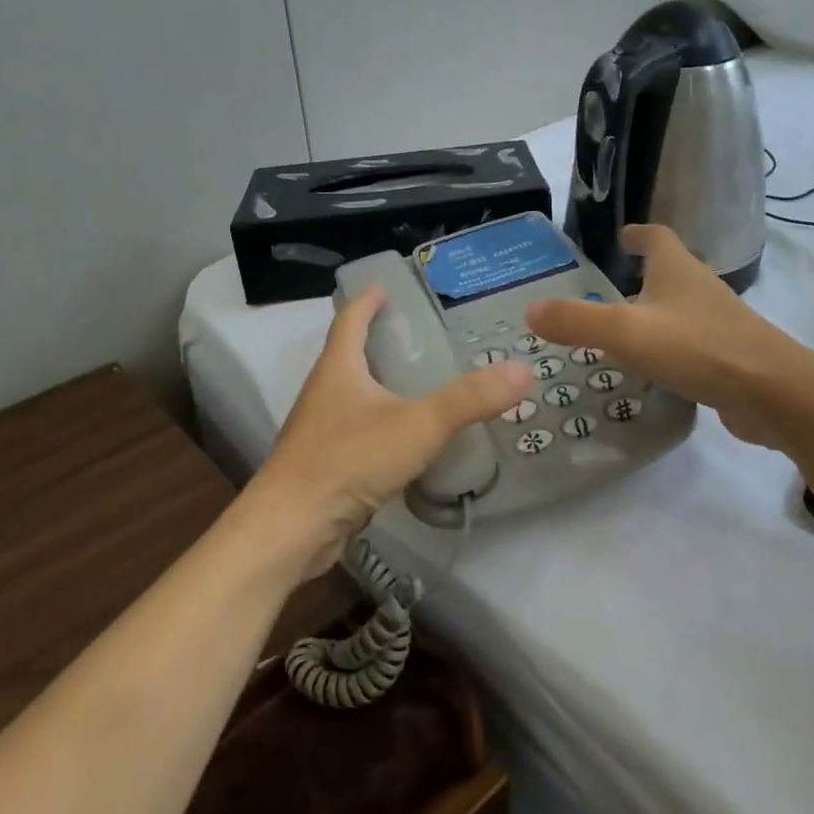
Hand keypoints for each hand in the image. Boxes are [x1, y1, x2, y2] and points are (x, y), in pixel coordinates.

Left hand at [240, 286, 532, 579]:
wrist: (292, 527)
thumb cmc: (349, 460)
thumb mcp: (418, 425)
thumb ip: (468, 400)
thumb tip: (520, 371)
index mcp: (338, 367)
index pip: (350, 318)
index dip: (367, 300)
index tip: (384, 286)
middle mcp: (323, 391)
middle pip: (350, 354)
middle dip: (380, 341)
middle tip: (423, 337)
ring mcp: (320, 429)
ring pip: (354, 395)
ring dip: (381, 384)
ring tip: (422, 384)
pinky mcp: (324, 463)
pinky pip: (357, 430)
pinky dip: (381, 423)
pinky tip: (408, 439)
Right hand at [525, 224, 813, 447]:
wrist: (772, 393)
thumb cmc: (697, 347)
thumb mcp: (626, 331)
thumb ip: (576, 320)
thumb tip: (530, 310)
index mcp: (677, 269)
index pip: (657, 237)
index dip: (638, 234)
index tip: (621, 237)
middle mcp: (699, 288)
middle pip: (669, 272)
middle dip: (640, 276)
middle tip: (603, 290)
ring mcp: (716, 323)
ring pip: (678, 309)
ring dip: (652, 313)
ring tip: (618, 330)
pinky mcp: (726, 356)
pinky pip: (688, 343)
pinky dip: (667, 347)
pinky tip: (648, 368)